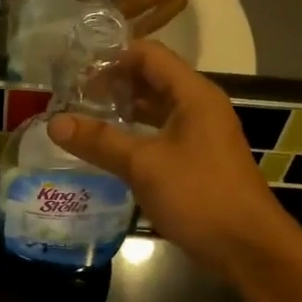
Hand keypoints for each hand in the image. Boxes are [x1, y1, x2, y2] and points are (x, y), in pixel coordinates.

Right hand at [45, 40, 294, 279]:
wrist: (246, 247)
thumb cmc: (199, 195)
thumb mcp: (144, 165)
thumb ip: (100, 141)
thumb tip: (54, 122)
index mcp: (193, 95)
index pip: (149, 54)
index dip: (112, 56)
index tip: (74, 69)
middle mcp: (199, 107)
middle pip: (152, 80)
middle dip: (112, 84)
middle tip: (71, 95)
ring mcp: (200, 136)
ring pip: (156, 110)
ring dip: (122, 111)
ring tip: (82, 119)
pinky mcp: (197, 162)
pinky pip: (160, 136)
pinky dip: (134, 136)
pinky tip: (107, 150)